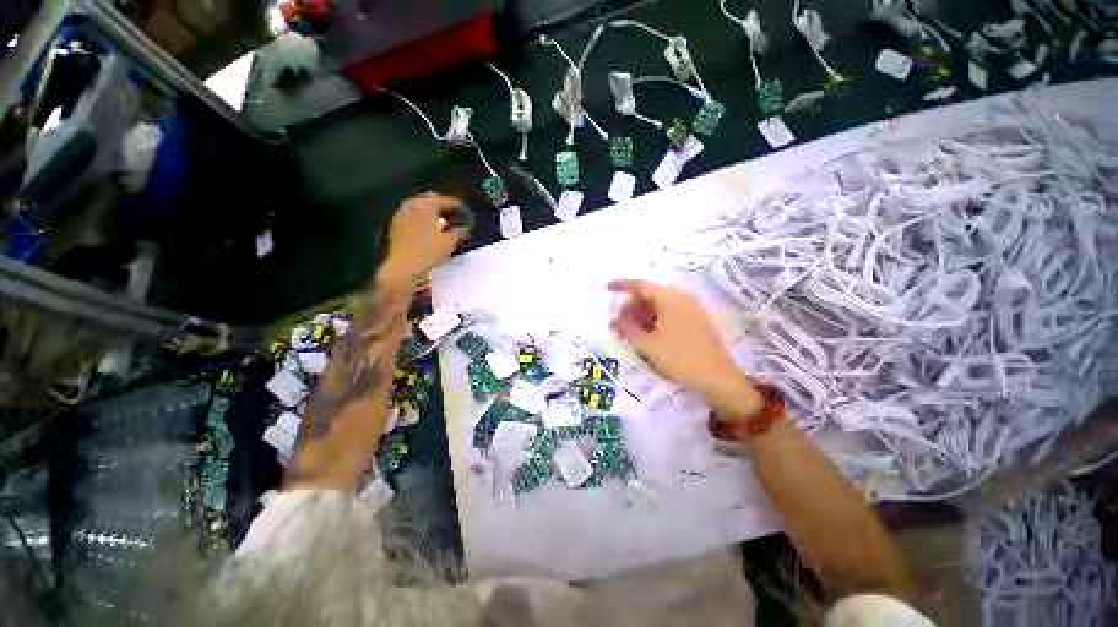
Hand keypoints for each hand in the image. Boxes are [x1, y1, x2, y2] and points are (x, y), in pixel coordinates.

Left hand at [382, 193, 470, 282]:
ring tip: (443, 223)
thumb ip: (459, 233)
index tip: (467, 213)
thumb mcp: (449, 242)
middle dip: (444, 206)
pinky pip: (412, 216)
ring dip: (432, 212)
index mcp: (425, 206)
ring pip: (419, 207)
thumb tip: (464, 230)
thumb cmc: (428, 252)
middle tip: (455, 215)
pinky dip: (423, 219)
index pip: (445, 201)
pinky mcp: (396, 226)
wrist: (403, 267)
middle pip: (430, 200)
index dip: (459, 206)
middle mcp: (411, 205)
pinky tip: (429, 230)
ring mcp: (401, 215)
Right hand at [608, 279, 762, 417]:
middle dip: (632, 305)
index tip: (607, 288)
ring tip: (631, 330)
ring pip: (660, 305)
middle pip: (650, 295)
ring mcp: (691, 309)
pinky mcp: (696, 320)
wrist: (717, 378)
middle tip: (619, 321)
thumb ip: (627, 329)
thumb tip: (614, 320)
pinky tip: (648, 333)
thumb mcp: (648, 345)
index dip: (622, 286)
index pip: (641, 285)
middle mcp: (682, 298)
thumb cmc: (679, 358)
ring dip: (642, 314)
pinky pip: (669, 313)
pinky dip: (655, 319)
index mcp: (670, 299)